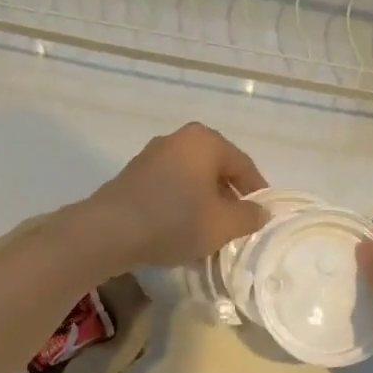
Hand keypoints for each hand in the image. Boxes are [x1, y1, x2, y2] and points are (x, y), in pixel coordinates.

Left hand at [82, 123, 268, 269]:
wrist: (109, 231)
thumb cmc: (174, 221)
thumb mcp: (222, 225)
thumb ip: (249, 216)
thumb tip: (261, 211)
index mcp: (205, 141)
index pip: (243, 165)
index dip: (257, 192)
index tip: (263, 216)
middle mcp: (178, 139)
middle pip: (216, 170)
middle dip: (228, 198)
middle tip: (237, 226)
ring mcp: (152, 156)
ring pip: (191, 181)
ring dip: (203, 204)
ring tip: (209, 233)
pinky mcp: (133, 177)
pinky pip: (169, 189)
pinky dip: (180, 206)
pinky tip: (180, 231)